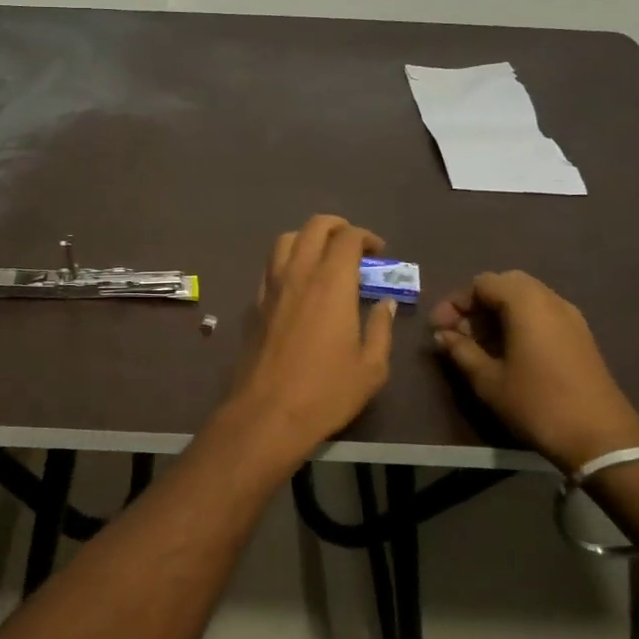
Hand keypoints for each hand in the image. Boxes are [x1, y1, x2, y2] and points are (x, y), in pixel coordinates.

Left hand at [210, 216, 395, 472]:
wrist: (267, 412)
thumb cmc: (326, 391)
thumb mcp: (371, 366)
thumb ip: (381, 328)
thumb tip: (384, 303)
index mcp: (331, 282)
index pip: (347, 238)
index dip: (366, 237)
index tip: (378, 252)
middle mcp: (298, 273)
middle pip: (314, 227)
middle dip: (337, 227)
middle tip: (353, 245)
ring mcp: (271, 286)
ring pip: (285, 240)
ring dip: (307, 238)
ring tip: (323, 257)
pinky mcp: (254, 303)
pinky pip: (270, 266)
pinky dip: (287, 261)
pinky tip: (298, 284)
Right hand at [430, 271, 638, 473]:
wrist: (602, 439)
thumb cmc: (537, 404)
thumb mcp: (488, 380)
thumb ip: (461, 351)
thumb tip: (443, 336)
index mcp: (526, 303)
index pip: (482, 283)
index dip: (455, 303)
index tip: (439, 330)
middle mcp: (550, 300)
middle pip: (505, 284)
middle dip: (477, 304)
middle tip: (460, 332)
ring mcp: (570, 317)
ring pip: (526, 298)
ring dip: (498, 313)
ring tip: (480, 345)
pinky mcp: (581, 336)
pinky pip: (543, 313)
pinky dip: (520, 322)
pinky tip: (509, 352)